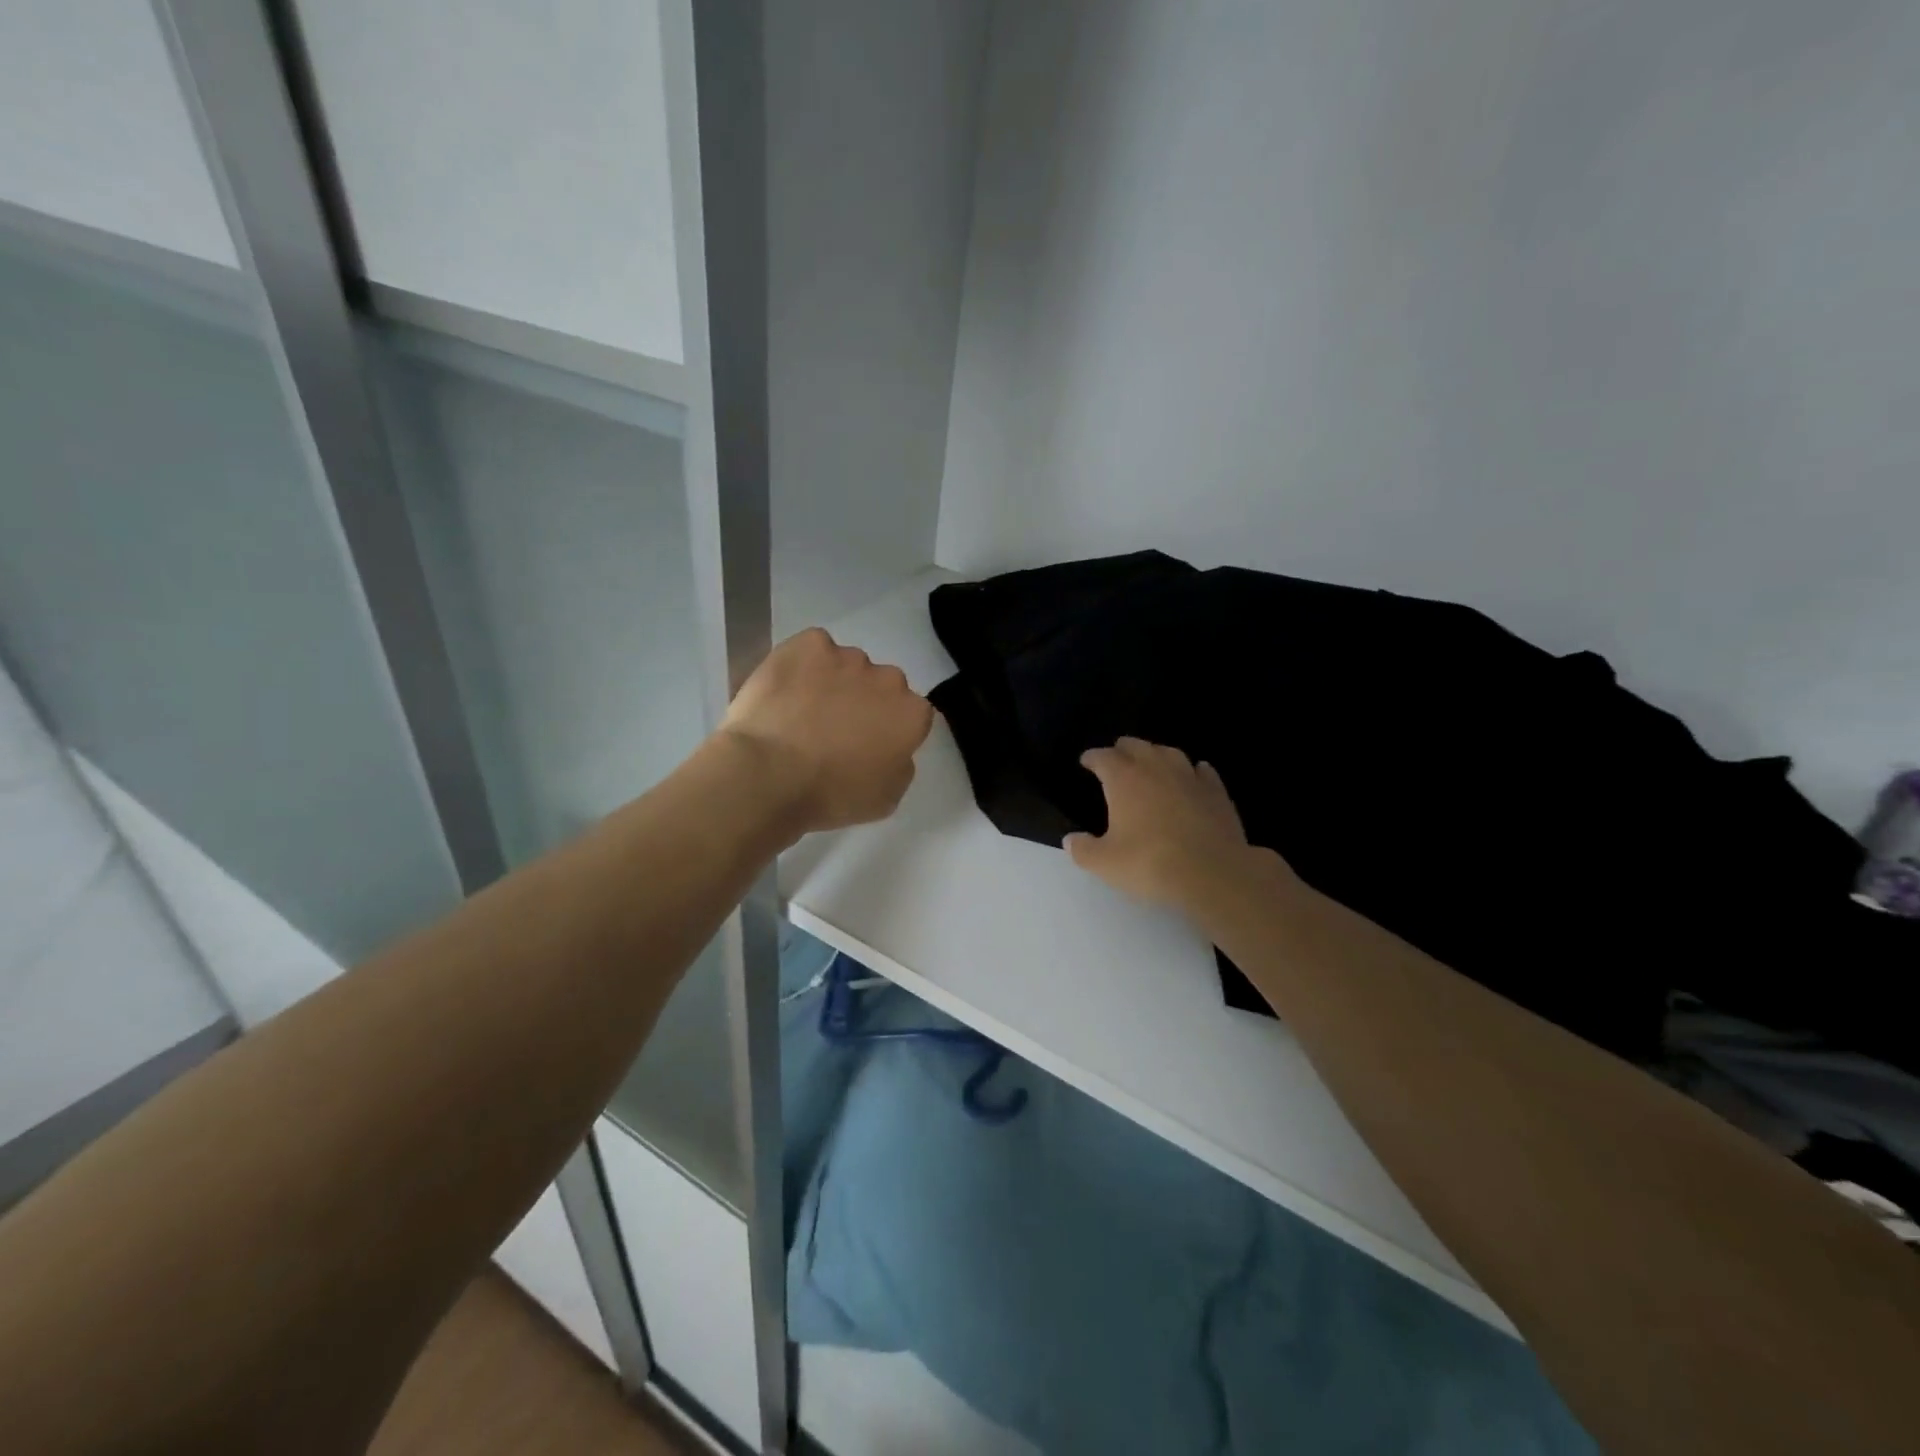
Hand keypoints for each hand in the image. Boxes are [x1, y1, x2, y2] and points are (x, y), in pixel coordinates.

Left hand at [719, 628, 934, 833]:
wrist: (770, 774)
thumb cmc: (831, 795)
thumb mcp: (885, 798)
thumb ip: (900, 765)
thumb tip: (892, 749)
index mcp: (912, 715)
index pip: (910, 715)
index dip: (887, 730)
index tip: (865, 747)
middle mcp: (889, 678)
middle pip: (882, 685)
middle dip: (864, 702)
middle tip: (833, 730)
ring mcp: (848, 657)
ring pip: (846, 665)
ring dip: (832, 682)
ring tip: (799, 711)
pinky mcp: (809, 644)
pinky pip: (812, 648)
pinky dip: (802, 664)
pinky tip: (784, 690)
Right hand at [1066, 738, 1273, 910]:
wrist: (1212, 873)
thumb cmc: (1150, 864)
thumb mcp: (1105, 863)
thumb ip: (1084, 850)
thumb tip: (1070, 840)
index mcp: (1124, 779)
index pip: (1103, 757)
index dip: (1092, 757)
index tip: (1086, 761)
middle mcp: (1156, 768)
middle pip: (1136, 746)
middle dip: (1122, 750)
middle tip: (1115, 759)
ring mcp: (1189, 777)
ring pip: (1169, 752)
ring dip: (1156, 755)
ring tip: (1151, 763)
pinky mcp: (1216, 792)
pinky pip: (1202, 771)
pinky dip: (1193, 771)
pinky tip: (1193, 776)